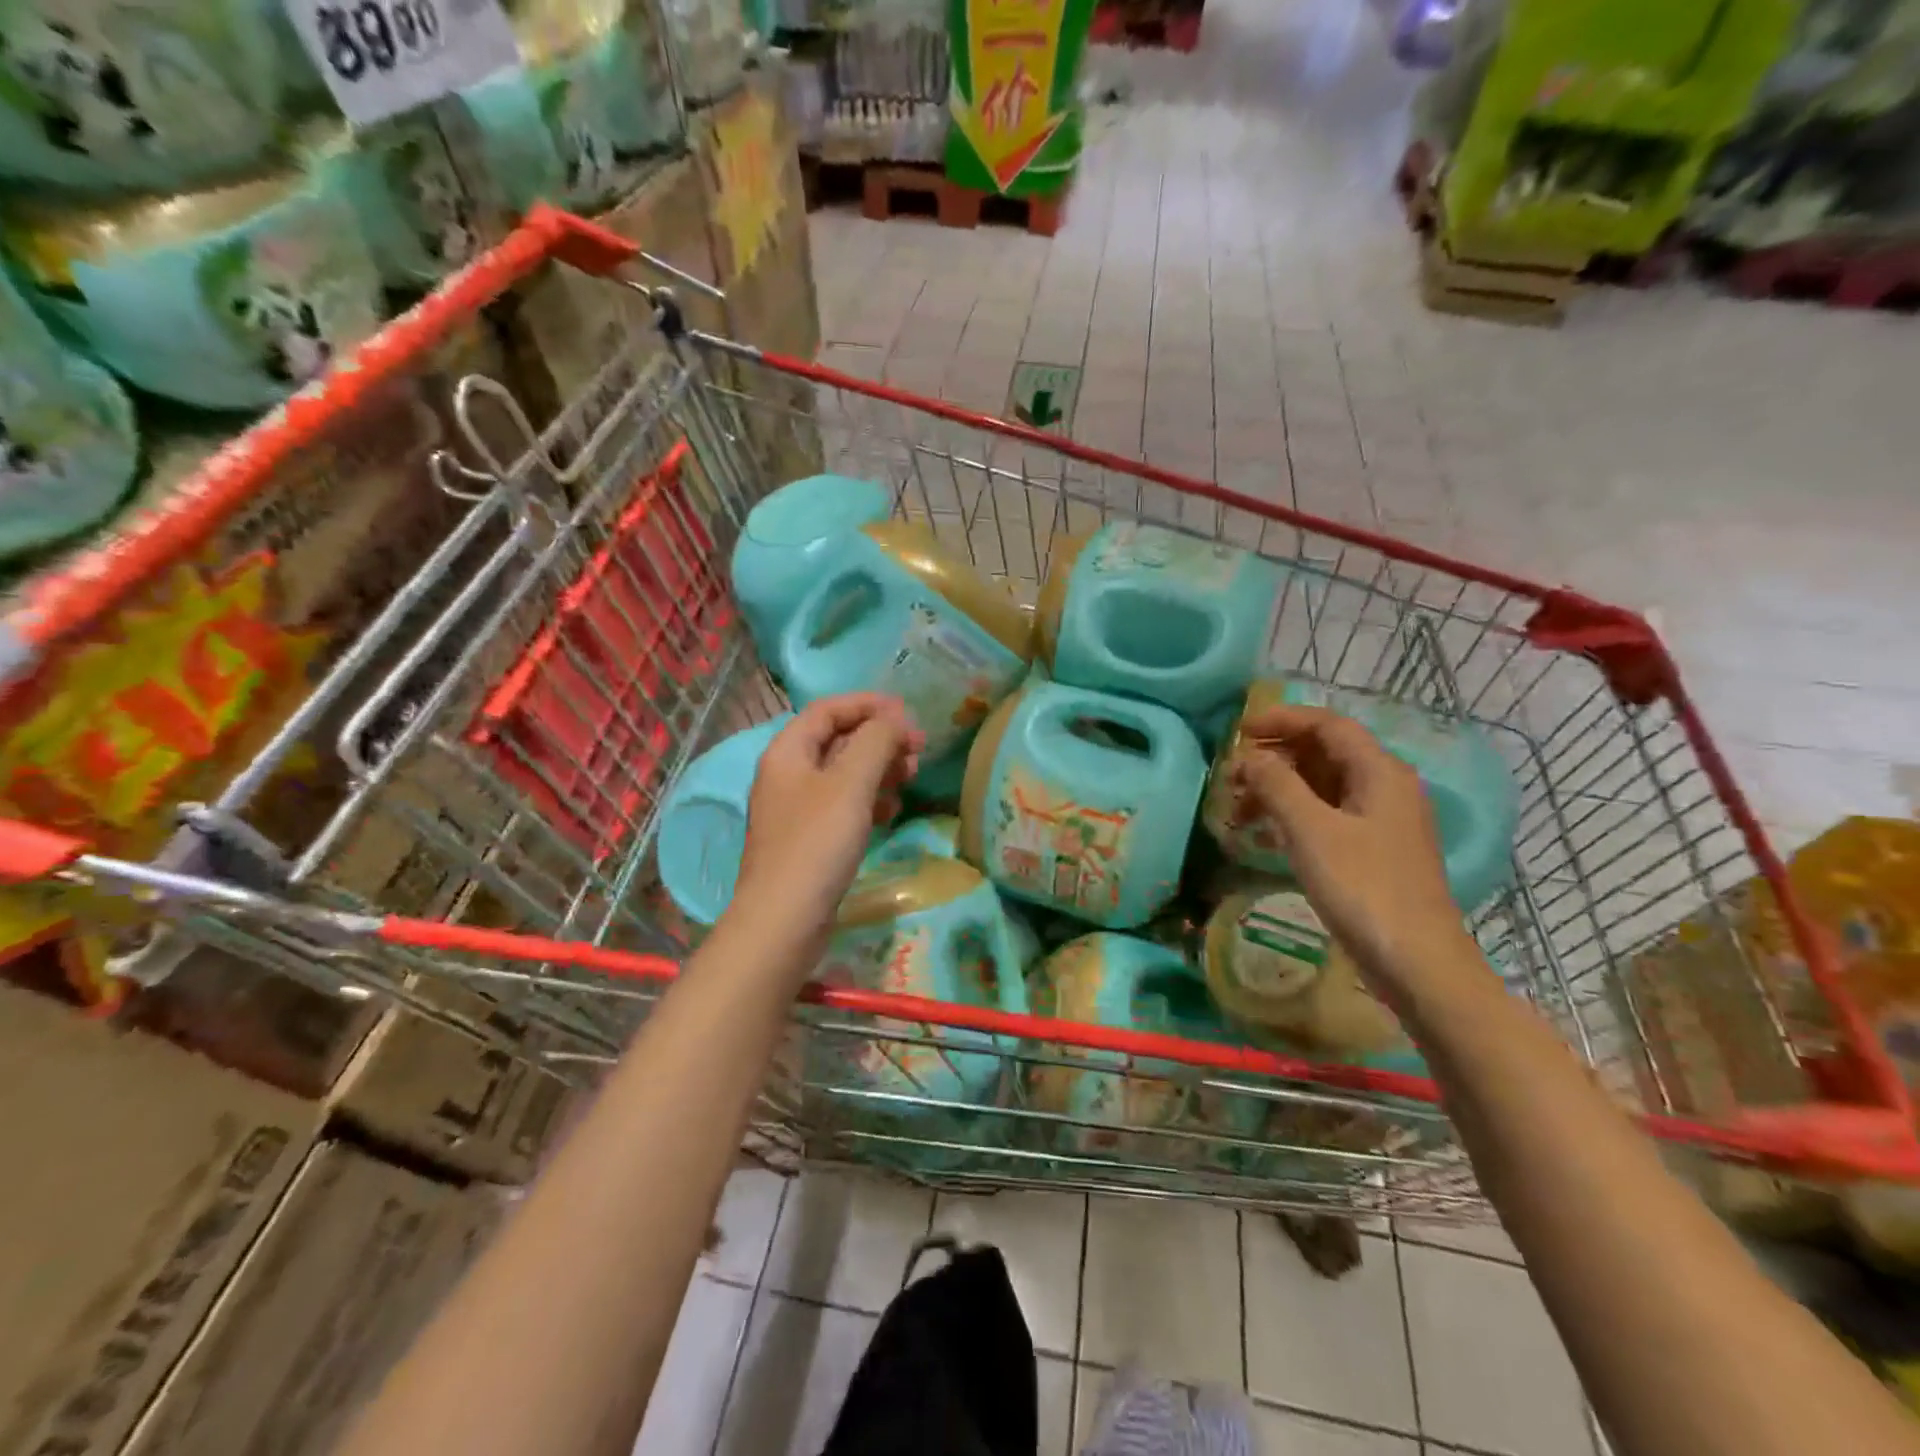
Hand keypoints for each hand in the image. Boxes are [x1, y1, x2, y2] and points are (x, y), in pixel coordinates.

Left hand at [732, 694, 922, 955]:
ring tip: (911, 777)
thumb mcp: (851, 783)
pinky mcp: (809, 839)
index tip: (908, 713)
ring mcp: (797, 809)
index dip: (868, 704)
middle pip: (838, 739)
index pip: (828, 709)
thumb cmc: (816, 843)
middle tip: (918, 749)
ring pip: (844, 773)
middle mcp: (787, 774)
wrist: (784, 920)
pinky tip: (892, 810)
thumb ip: (876, 741)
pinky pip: (843, 804)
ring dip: (879, 768)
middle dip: (879, 738)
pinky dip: (869, 799)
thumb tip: (895, 719)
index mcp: (787, 752)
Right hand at [1228, 702, 1472, 987]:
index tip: (1239, 731)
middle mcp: (1385, 786)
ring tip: (1239, 808)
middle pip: (1324, 752)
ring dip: (1279, 788)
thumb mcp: (1311, 831)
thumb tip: (1249, 756)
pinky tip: (1265, 836)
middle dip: (1275, 758)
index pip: (1327, 724)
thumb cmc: (1363, 888)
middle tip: (1231, 775)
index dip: (1281, 720)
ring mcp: (1381, 820)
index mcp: (1379, 771)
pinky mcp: (1374, 850)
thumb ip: (1277, 784)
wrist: (1417, 963)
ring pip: (1323, 786)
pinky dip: (1293, 815)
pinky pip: (1327, 815)